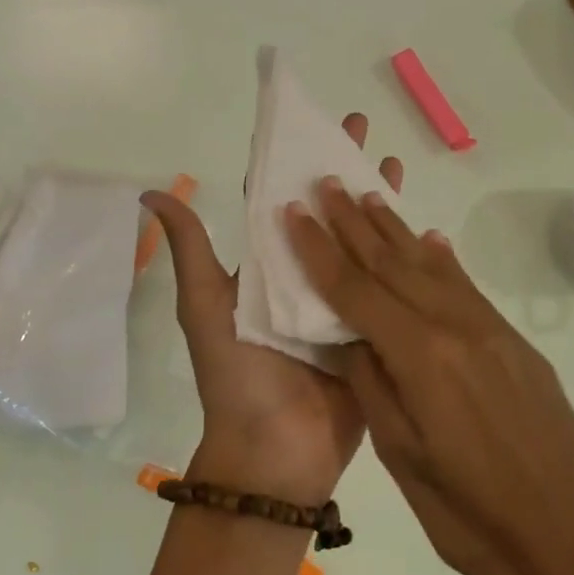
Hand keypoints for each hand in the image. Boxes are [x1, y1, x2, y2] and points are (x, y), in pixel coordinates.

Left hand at [142, 117, 401, 507]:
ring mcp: (338, 301)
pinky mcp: (370, 327)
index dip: (289, 160)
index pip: (277, 200)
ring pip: (359, 240)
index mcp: (263, 266)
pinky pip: (386, 285)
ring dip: (374, 203)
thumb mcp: (205, 306)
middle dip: (340, 169)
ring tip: (394, 164)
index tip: (308, 121)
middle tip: (360, 127)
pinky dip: (401, 255)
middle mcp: (301, 275)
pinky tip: (423, 226)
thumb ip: (191, 249)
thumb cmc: (237, 375)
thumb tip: (150, 191)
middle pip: (323, 212)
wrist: (275, 453)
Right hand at [285, 180, 573, 574]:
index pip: (355, 291)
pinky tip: (429, 241)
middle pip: (392, 265)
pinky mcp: (516, 345)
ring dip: (395, 231)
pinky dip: (441, 260)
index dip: (319, 250)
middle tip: (326, 183)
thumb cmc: (473, 519)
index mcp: (421, 357)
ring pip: (431, 268)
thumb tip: (347, 334)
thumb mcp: (404, 458)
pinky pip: (467, 288)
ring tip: (368, 195)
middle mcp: (456, 328)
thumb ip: (372, 384)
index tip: (293, 212)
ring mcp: (492, 332)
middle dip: (353, 223)